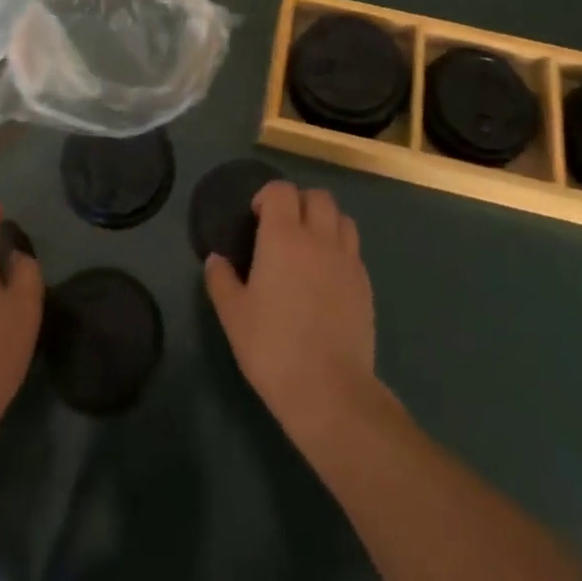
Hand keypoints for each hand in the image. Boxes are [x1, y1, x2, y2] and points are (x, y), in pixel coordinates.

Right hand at [204, 180, 377, 441]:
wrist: (329, 390)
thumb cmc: (273, 347)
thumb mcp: (234, 315)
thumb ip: (221, 280)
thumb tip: (216, 259)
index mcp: (283, 236)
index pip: (282, 190)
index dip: (268, 195)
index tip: (257, 217)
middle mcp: (318, 237)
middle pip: (317, 196)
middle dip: (299, 203)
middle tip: (284, 228)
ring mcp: (347, 259)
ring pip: (342, 218)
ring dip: (325, 221)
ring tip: (310, 246)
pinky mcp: (365, 284)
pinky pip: (354, 250)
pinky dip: (340, 250)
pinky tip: (328, 277)